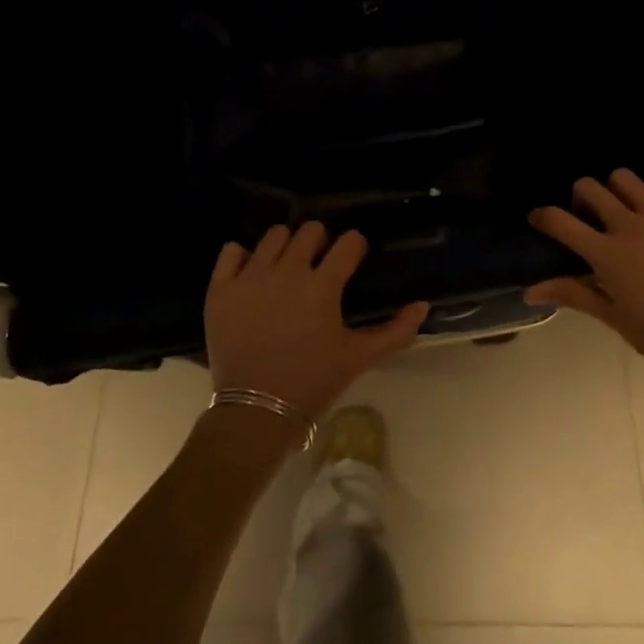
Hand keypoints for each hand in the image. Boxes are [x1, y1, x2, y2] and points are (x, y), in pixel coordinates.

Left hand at [205, 222, 430, 423]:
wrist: (255, 413)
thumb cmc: (312, 383)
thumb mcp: (358, 358)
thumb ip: (396, 331)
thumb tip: (423, 305)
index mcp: (322, 286)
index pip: (347, 243)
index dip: (354, 247)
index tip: (352, 257)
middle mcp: (286, 272)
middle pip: (309, 230)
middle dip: (320, 241)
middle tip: (319, 264)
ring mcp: (250, 277)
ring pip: (273, 236)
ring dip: (285, 246)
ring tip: (286, 268)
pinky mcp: (220, 288)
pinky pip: (231, 250)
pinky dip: (242, 257)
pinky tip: (252, 274)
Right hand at [525, 169, 643, 377]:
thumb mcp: (615, 319)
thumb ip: (573, 295)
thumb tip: (530, 291)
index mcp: (607, 254)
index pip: (560, 221)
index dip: (542, 216)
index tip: (538, 221)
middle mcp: (629, 226)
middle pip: (589, 187)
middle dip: (580, 198)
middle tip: (588, 219)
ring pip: (625, 178)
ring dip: (616, 189)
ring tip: (623, 210)